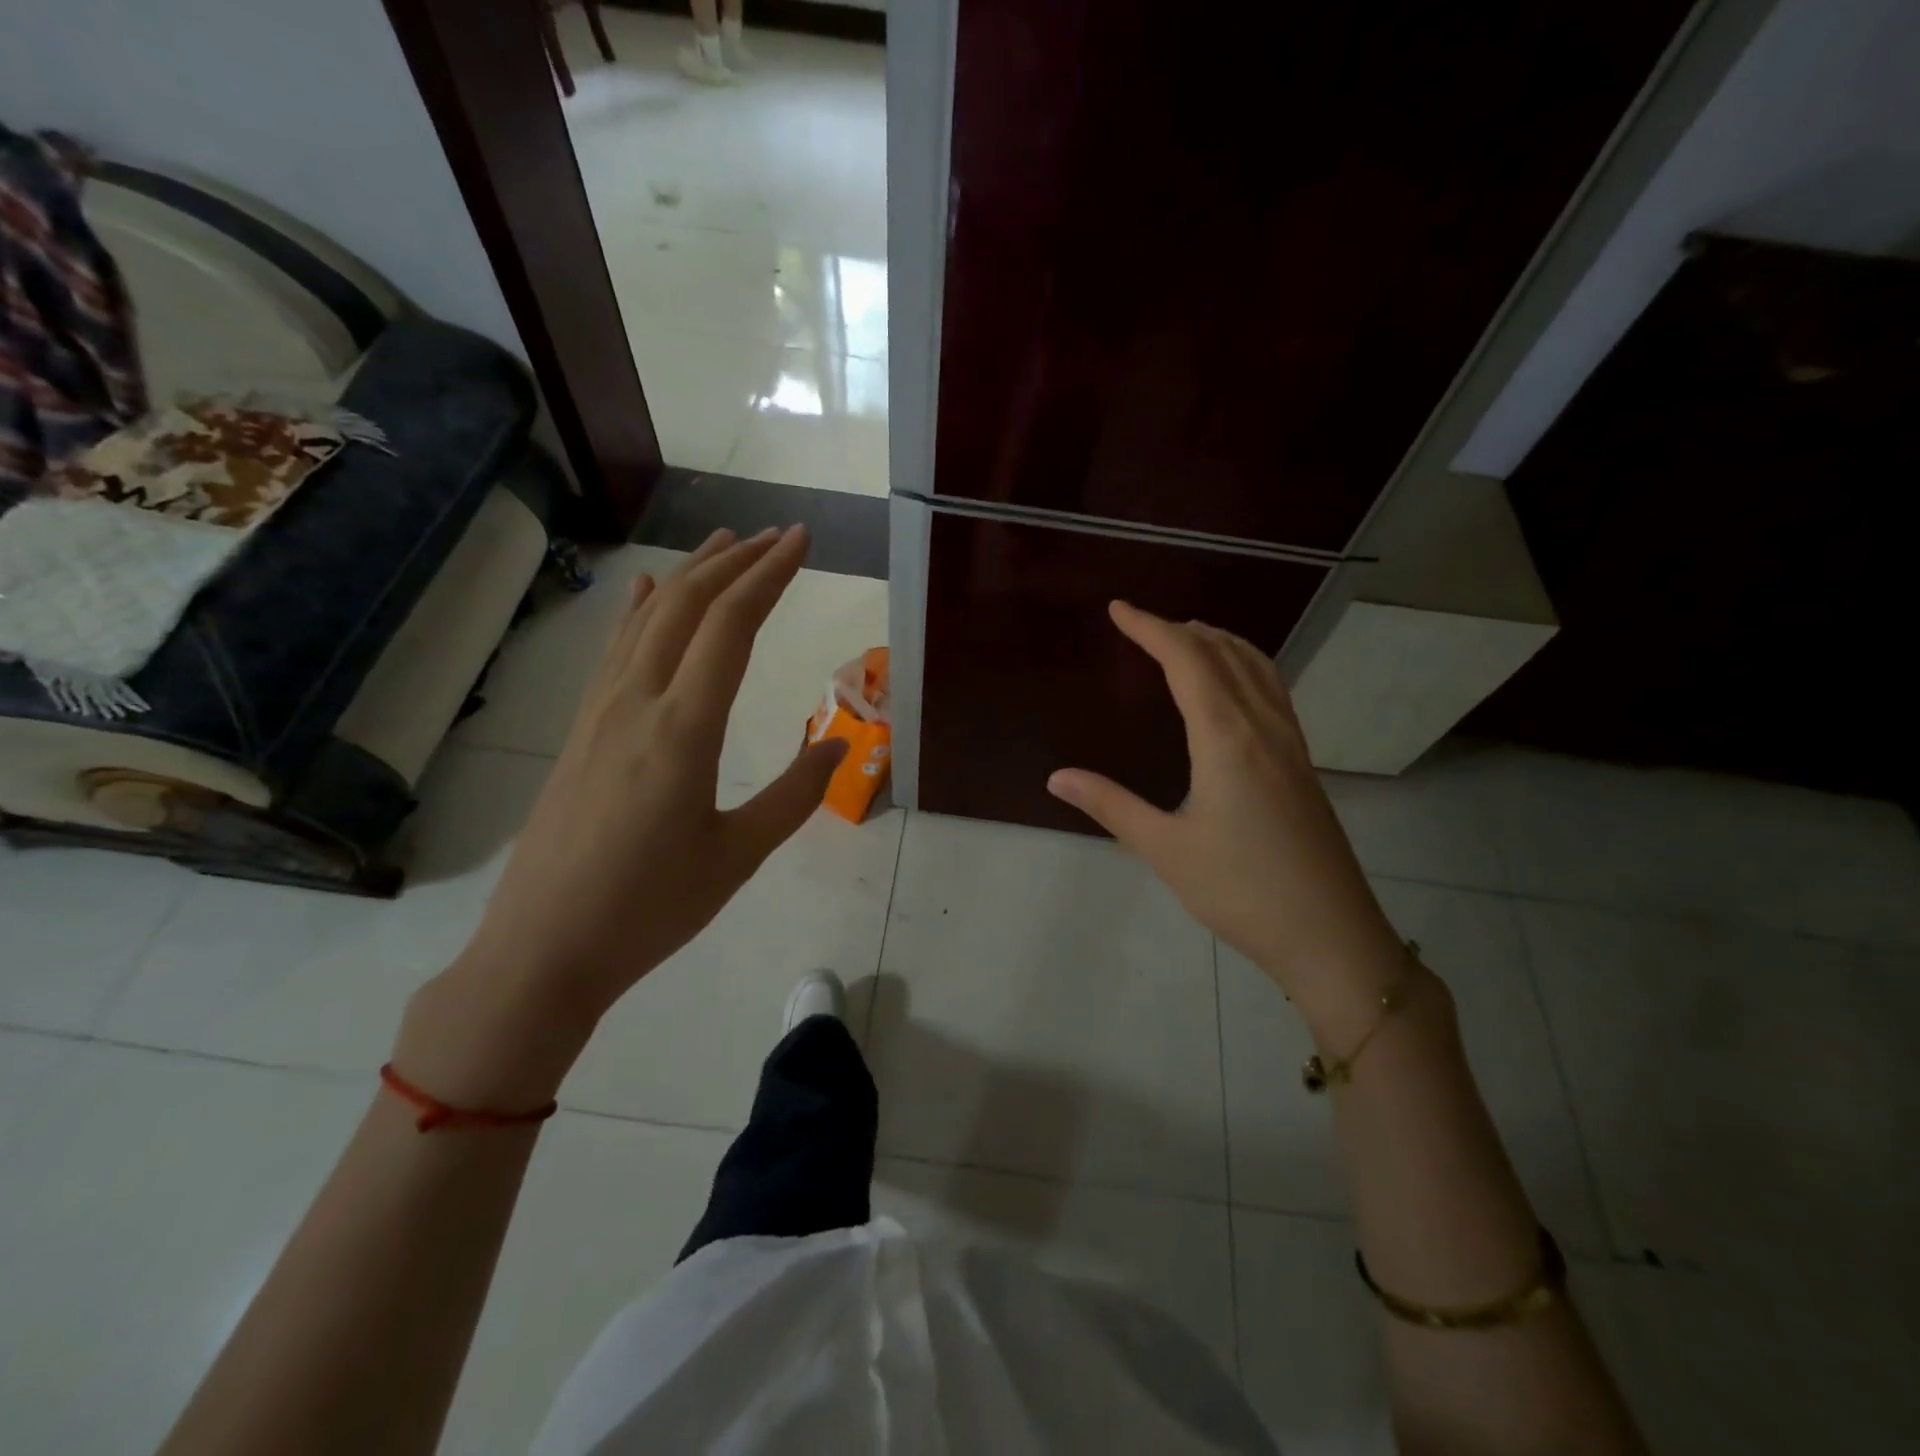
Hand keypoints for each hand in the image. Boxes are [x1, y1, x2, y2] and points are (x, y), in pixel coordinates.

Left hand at [402, 527, 847, 1102]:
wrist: (543, 950)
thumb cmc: (650, 908)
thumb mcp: (738, 856)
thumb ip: (795, 794)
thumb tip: (837, 744)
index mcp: (684, 729)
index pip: (732, 626)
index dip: (769, 575)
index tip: (801, 540)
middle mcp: (638, 702)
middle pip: (687, 605)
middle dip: (735, 562)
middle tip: (775, 535)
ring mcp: (600, 712)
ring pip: (647, 619)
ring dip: (689, 575)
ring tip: (723, 544)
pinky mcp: (581, 731)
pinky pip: (615, 650)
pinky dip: (639, 610)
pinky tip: (644, 591)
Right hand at [1047, 601, 1406, 1039]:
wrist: (1330, 935)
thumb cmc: (1241, 891)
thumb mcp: (1165, 849)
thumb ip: (1110, 806)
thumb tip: (1056, 777)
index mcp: (1227, 738)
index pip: (1187, 661)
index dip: (1150, 628)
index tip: (1118, 610)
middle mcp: (1263, 727)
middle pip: (1224, 653)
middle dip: (1181, 630)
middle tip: (1142, 624)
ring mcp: (1291, 744)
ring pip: (1258, 667)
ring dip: (1219, 642)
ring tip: (1187, 637)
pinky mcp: (1303, 764)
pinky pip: (1273, 691)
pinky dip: (1247, 666)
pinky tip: (1234, 687)